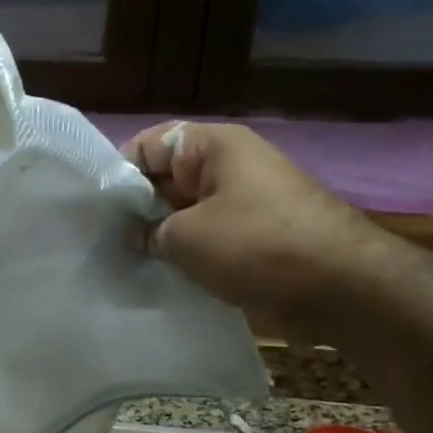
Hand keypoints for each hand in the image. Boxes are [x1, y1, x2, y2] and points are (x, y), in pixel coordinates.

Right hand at [122, 122, 388, 321]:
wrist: (340, 287)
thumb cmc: (256, 246)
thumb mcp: (186, 237)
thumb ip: (149, 232)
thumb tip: (136, 237)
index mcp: (212, 147)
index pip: (148, 145)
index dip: (116, 174)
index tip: (93, 211)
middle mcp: (228, 167)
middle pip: (165, 180)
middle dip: (134, 210)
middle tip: (98, 242)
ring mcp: (244, 204)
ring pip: (185, 214)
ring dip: (159, 237)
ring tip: (122, 263)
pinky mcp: (254, 238)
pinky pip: (207, 239)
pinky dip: (185, 256)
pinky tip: (158, 278)